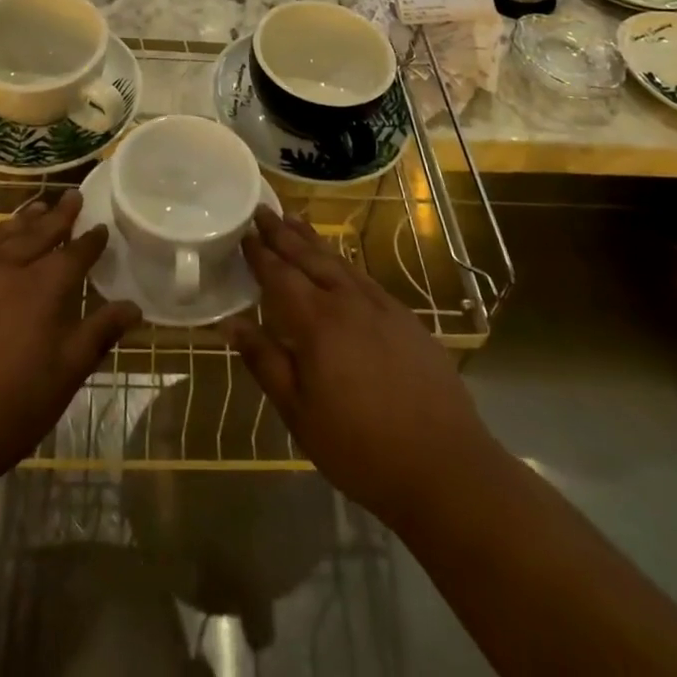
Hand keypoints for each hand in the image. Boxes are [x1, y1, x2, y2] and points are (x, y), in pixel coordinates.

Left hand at [0, 192, 139, 502]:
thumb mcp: (60, 381)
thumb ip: (96, 336)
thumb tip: (132, 306)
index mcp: (41, 289)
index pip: (73, 254)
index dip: (90, 241)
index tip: (101, 227)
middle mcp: (5, 269)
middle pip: (38, 233)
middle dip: (59, 215)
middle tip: (73, 195)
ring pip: (1, 235)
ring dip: (23, 221)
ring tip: (36, 208)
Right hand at [225, 207, 491, 530]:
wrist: (445, 466)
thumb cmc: (361, 448)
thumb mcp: (300, 414)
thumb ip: (265, 362)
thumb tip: (230, 323)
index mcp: (317, 323)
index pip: (280, 276)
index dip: (260, 254)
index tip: (243, 232)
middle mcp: (347, 302)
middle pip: (309, 257)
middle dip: (283, 233)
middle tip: (263, 210)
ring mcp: (381, 306)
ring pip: (339, 261)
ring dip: (313, 240)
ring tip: (294, 220)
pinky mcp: (405, 318)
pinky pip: (363, 277)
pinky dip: (343, 261)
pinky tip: (339, 263)